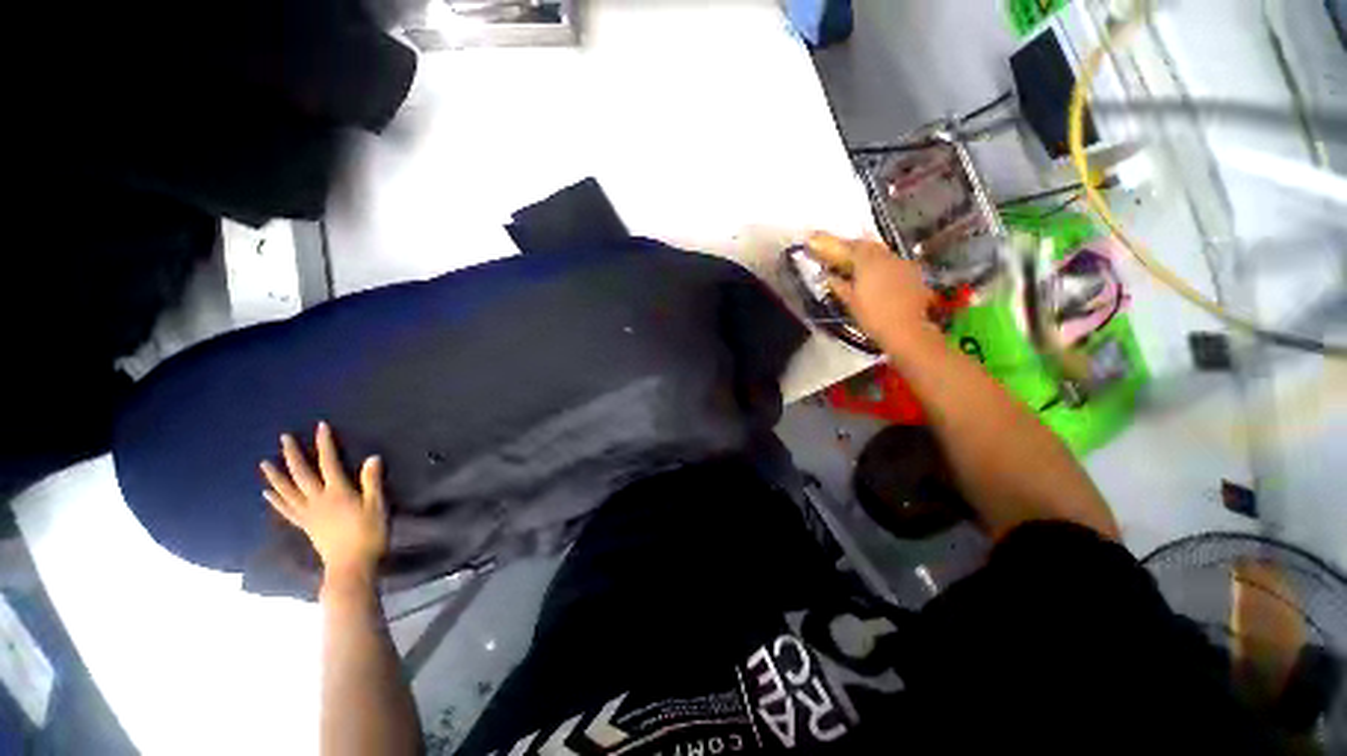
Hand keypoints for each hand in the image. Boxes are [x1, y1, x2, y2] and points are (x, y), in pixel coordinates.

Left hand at [260, 422, 387, 585]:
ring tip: (264, 463)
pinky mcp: (305, 526)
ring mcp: (308, 514)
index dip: (324, 444)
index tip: (320, 426)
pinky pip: (286, 510)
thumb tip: (372, 457)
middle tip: (284, 438)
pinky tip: (268, 493)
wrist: (351, 565)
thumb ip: (372, 481)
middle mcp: (318, 500)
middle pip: (301, 474)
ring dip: (276, 476)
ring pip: (287, 491)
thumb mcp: (377, 505)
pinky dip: (276, 499)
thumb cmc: (369, 533)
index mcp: (337, 492)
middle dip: (293, 454)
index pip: (329, 462)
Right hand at [806, 232, 937, 353]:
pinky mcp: (914, 273)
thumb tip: (828, 276)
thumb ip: (839, 285)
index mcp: (868, 261)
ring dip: (871, 257)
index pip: (852, 246)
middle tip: (845, 256)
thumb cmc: (873, 316)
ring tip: (861, 267)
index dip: (840, 246)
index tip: (831, 249)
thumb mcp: (850, 302)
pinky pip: (895, 263)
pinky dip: (884, 267)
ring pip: (883, 254)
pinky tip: (880, 277)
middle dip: (856, 249)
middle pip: (870, 246)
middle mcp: (887, 257)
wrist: (906, 329)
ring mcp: (903, 263)